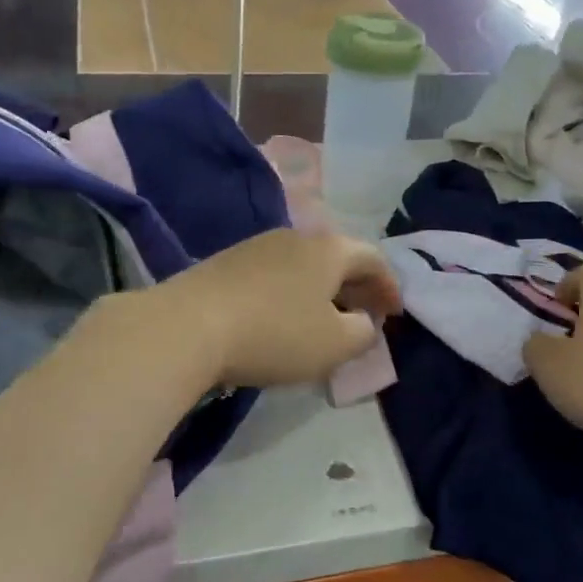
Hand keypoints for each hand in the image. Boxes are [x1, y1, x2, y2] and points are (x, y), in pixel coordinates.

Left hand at [155, 229, 401, 388]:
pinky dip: (292, 292)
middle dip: (358, 286)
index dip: (390, 286)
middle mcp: (295, 236)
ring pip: (305, 264)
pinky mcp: (226, 262)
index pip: (373, 258)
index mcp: (329, 249)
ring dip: (323, 289)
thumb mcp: (334, 344)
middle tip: (366, 314)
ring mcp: (257, 246)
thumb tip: (362, 322)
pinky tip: (284, 317)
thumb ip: (362, 332)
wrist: (187, 326)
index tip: (395, 314)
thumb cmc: (275, 334)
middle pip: (338, 256)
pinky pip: (275, 274)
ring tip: (326, 318)